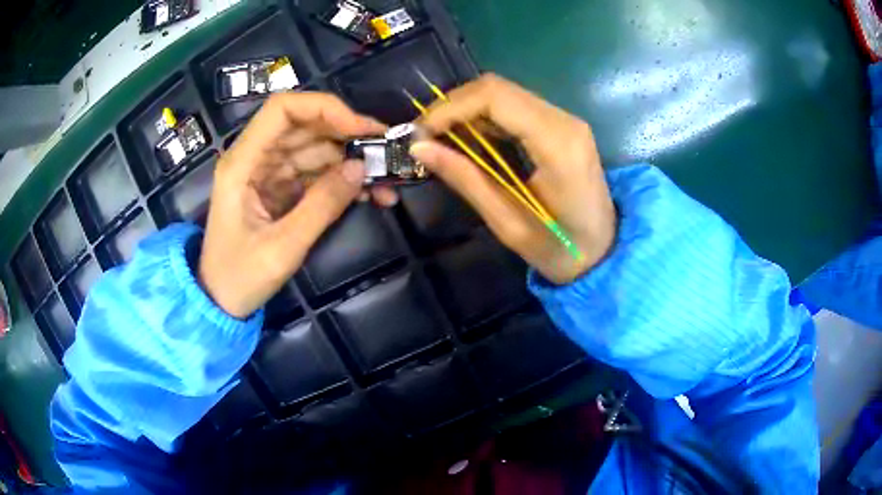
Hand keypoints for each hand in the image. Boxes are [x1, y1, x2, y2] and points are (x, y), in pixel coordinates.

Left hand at [199, 93, 387, 318]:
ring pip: (316, 149)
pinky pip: (316, 173)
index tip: (360, 128)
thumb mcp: (282, 247)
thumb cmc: (239, 276)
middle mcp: (256, 158)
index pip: (282, 109)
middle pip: (305, 126)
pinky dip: (343, 180)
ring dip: (351, 161)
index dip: (324, 108)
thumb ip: (321, 205)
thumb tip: (361, 168)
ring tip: (386, 182)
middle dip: (348, 134)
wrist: (220, 301)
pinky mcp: (281, 189)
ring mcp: (269, 173)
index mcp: (243, 162)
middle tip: (387, 151)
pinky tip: (369, 194)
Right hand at [411, 74, 616, 284]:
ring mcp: (566, 120)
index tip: (420, 133)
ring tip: (440, 138)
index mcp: (556, 144)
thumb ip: (465, 178)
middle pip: (498, 88)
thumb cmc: (560, 249)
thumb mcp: (508, 223)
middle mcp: (564, 120)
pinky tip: (468, 139)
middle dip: (454, 106)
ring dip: (467, 109)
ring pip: (505, 93)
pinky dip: (485, 116)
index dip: (450, 107)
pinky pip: (516, 107)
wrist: (604, 253)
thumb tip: (420, 148)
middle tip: (426, 136)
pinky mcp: (562, 126)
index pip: (495, 97)